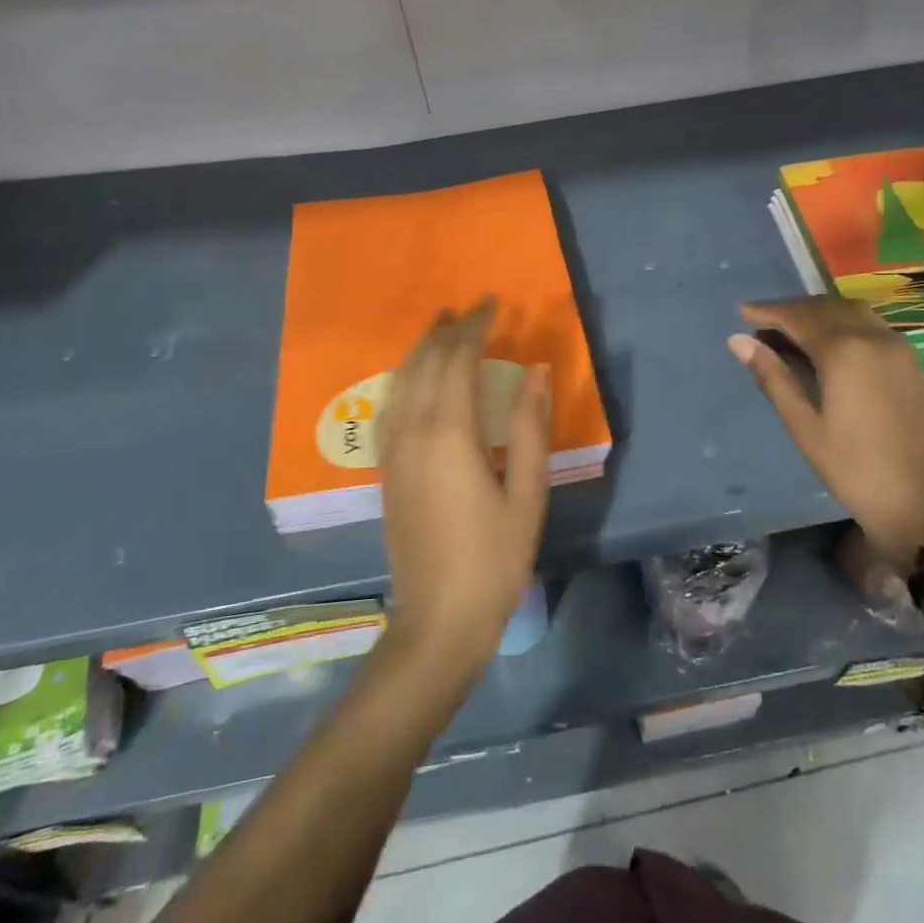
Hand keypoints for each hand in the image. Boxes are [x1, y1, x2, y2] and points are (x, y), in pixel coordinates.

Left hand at [377, 299, 549, 671]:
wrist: (439, 619)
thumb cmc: (494, 558)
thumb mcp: (527, 494)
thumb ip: (530, 428)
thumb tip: (536, 371)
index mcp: (450, 433)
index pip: (458, 360)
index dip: (474, 326)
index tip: (492, 303)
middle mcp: (413, 432)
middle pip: (425, 364)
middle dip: (446, 331)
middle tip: (467, 309)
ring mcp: (393, 452)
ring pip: (400, 381)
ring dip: (420, 349)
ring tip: (439, 328)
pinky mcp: (386, 471)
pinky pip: (390, 406)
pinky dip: (404, 378)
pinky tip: (412, 379)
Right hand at [729, 297, 923, 575]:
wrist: (920, 505)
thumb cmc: (853, 469)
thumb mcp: (804, 426)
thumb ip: (773, 377)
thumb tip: (738, 341)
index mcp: (846, 352)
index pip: (800, 317)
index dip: (769, 311)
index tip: (742, 311)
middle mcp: (875, 338)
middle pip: (827, 308)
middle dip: (793, 310)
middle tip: (762, 323)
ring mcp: (899, 349)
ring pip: (852, 313)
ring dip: (820, 314)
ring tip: (792, 332)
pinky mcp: (911, 364)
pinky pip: (871, 326)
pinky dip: (843, 324)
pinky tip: (828, 346)